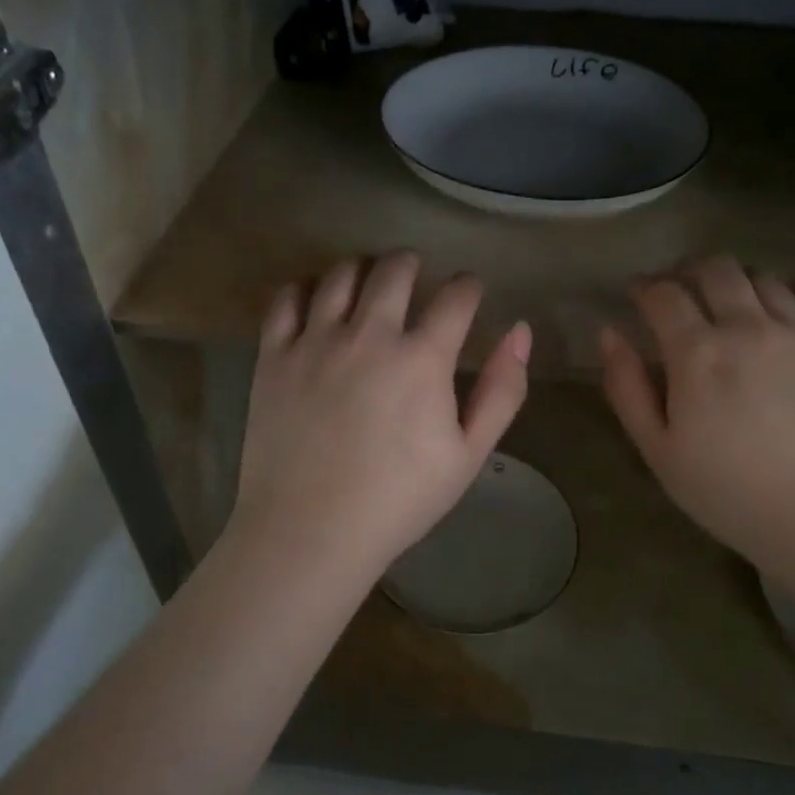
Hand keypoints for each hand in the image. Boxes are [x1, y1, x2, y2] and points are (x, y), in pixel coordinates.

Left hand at [228, 252, 531, 586]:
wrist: (310, 530)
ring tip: (367, 280)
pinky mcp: (274, 355)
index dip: (468, 286)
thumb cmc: (399, 500)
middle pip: (395, 269)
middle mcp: (369, 334)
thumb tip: (520, 331)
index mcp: (422, 358)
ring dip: (362, 268)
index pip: (456, 296)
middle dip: (412, 263)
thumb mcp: (469, 455)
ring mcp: (316, 340)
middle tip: (415, 272)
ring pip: (341, 274)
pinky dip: (306, 288)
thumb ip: (502, 390)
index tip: (469, 290)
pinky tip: (315, 299)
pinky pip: (288, 299)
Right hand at [599, 256, 794, 577]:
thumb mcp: (659, 452)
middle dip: (688, 271)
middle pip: (716, 269)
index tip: (636, 295)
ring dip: (737, 280)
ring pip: (764, 278)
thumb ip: (627, 388)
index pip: (664, 294)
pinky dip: (789, 294)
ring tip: (728, 303)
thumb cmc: (732, 494)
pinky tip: (782, 314)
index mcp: (698, 353)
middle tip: (679, 291)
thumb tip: (609, 333)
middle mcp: (749, 327)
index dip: (644, 287)